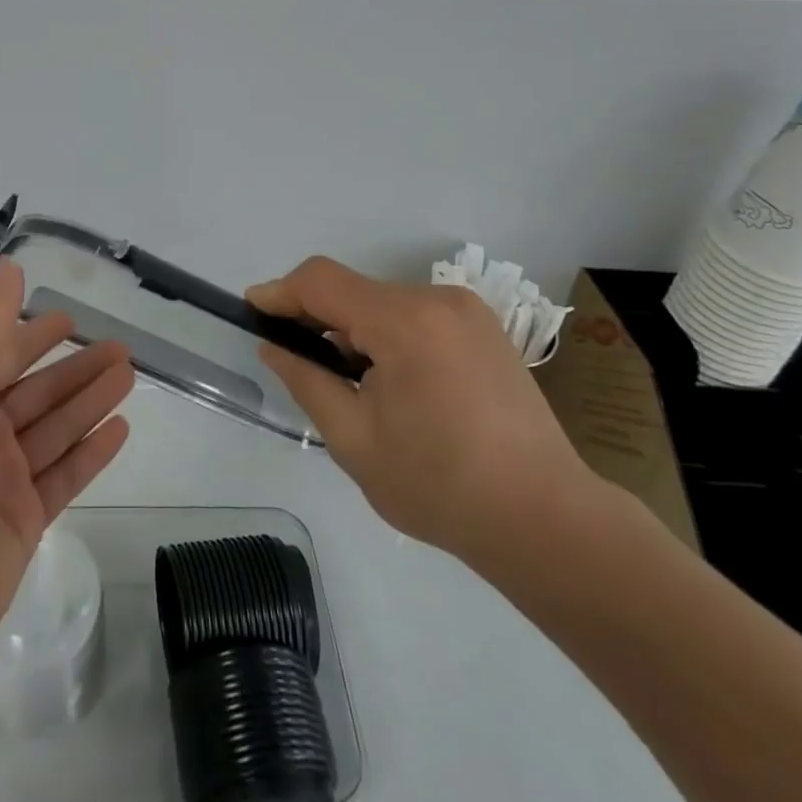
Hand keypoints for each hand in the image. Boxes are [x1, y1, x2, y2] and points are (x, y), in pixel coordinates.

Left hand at [0, 259, 133, 674]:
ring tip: (129, 377)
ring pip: (56, 429)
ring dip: (90, 402)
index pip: (1, 356)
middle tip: (122, 348)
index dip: (33, 336)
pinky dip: (91, 452)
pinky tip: (120, 430)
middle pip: (38, 392)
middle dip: (77, 370)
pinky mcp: (23, 521)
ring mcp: (2, 481)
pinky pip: (65, 475)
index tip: (70, 319)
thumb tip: (10, 267)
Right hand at [248, 256, 593, 570]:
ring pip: (385, 302)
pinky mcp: (485, 328)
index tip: (254, 310)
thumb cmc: (441, 486)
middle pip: (354, 290)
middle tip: (301, 364)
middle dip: (319, 319)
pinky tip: (396, 384)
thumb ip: (307, 381)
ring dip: (356, 330)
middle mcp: (437, 299)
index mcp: (404, 322)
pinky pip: (416, 314)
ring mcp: (467, 311)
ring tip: (355, 386)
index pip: (322, 280)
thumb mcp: (354, 441)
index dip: (282, 291)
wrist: (547, 521)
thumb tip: (275, 346)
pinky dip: (390, 335)